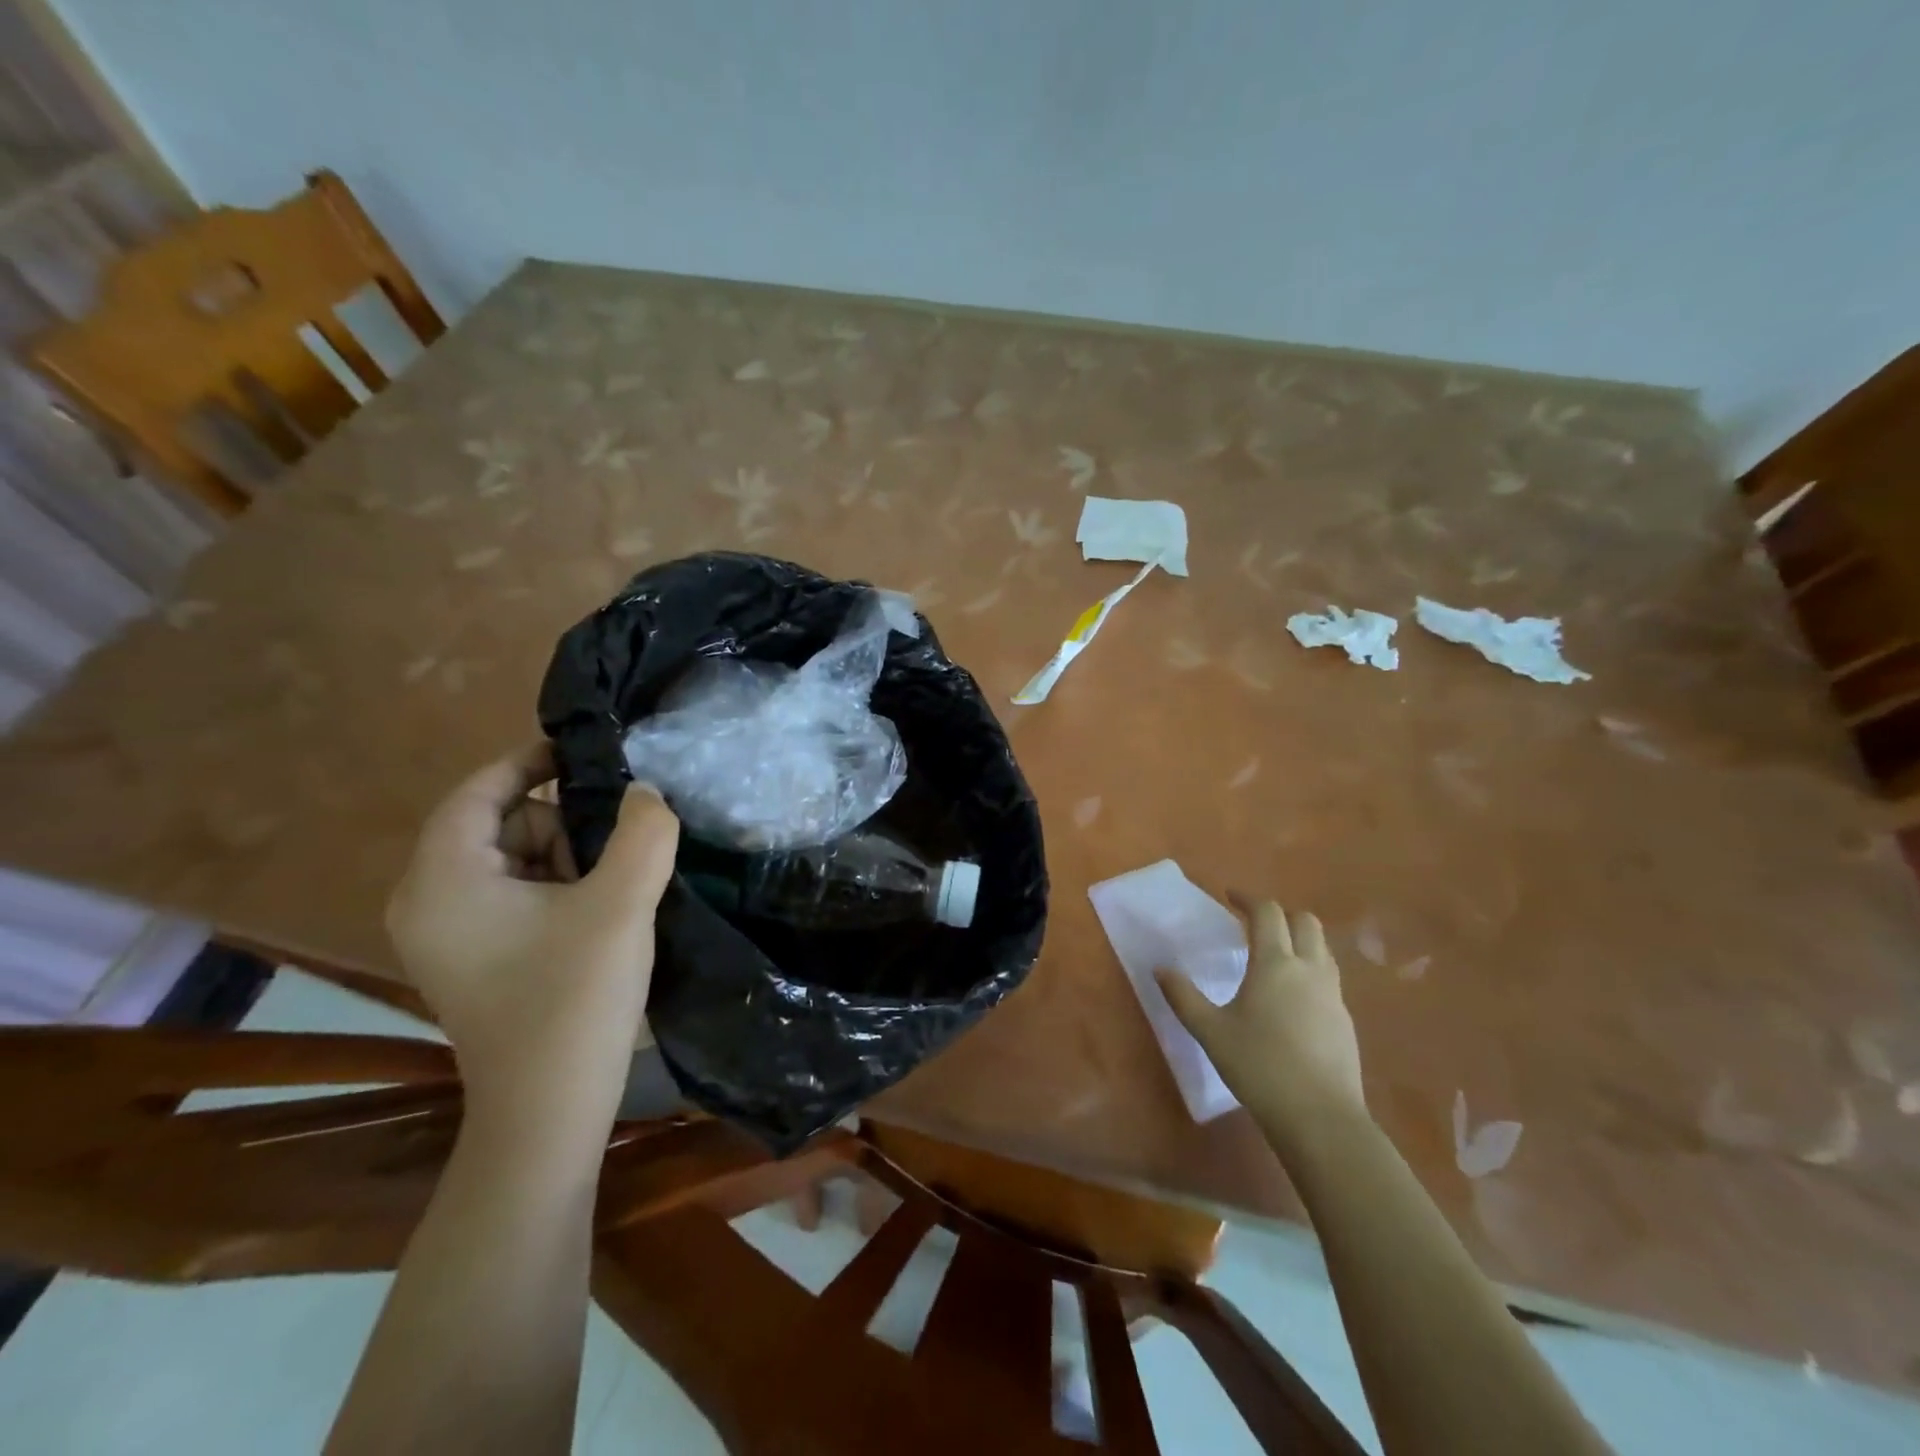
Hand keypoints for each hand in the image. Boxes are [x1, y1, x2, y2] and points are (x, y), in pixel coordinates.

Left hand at [386, 742, 679, 1115]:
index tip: (591, 752)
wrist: (548, 1114)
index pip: (479, 790)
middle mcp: (428, 900)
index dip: (532, 760)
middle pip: (502, 824)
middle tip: (616, 857)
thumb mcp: (620, 905)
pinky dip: (559, 889)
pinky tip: (597, 917)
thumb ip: (643, 833)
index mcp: (444, 879)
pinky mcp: (472, 958)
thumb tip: (646, 792)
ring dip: (569, 860)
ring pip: (514, 859)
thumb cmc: (573, 1001)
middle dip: (564, 826)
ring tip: (612, 894)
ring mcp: (447, 934)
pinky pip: (515, 894)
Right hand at [1155, 899, 1365, 1141]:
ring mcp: (1333, 995)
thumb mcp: (1210, 1032)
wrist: (1321, 1118)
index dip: (1248, 899)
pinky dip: (1310, 969)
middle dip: (1280, 914)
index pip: (1267, 913)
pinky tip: (1292, 996)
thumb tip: (1160, 969)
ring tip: (1274, 955)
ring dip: (1299, 939)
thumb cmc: (1260, 1067)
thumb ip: (1183, 997)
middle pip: (1305, 921)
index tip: (1230, 897)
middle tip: (1254, 924)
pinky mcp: (1345, 1020)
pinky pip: (1328, 977)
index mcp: (1275, 964)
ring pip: (1322, 948)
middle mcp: (1309, 969)